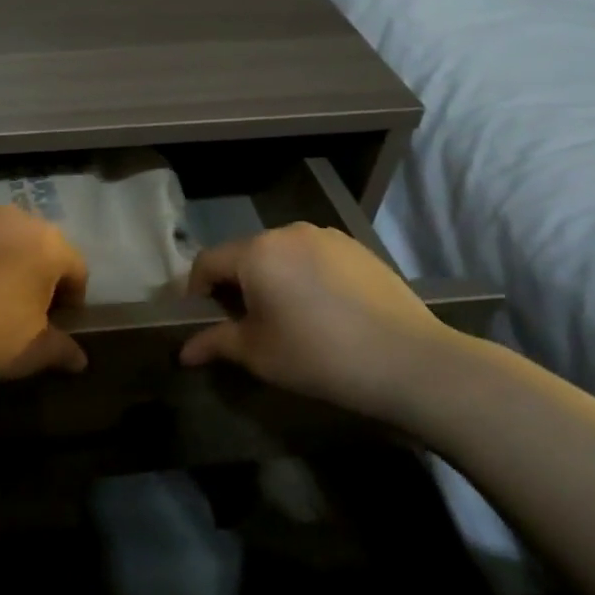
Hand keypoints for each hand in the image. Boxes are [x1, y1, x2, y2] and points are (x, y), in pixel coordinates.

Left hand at [0, 205, 89, 387]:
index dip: (71, 300)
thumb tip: (79, 359)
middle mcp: (14, 218)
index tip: (56, 325)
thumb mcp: (32, 353)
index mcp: (48, 244)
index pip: (76, 269)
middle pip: (38, 246)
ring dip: (1, 261)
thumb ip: (62, 350)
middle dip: (37, 275)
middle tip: (22, 311)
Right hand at [179, 223, 460, 419]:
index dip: (195, 291)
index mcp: (257, 252)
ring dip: (271, 279)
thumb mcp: (258, 354)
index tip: (201, 320)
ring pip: (280, 254)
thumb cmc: (319, 356)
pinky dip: (303, 277)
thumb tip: (184, 353)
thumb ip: (215, 343)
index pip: (207, 262)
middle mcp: (288, 232)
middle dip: (235, 285)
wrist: (410, 362)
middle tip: (242, 324)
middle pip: (244, 254)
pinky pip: (313, 257)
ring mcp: (327, 237)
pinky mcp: (357, 248)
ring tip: (285, 317)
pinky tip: (321, 310)